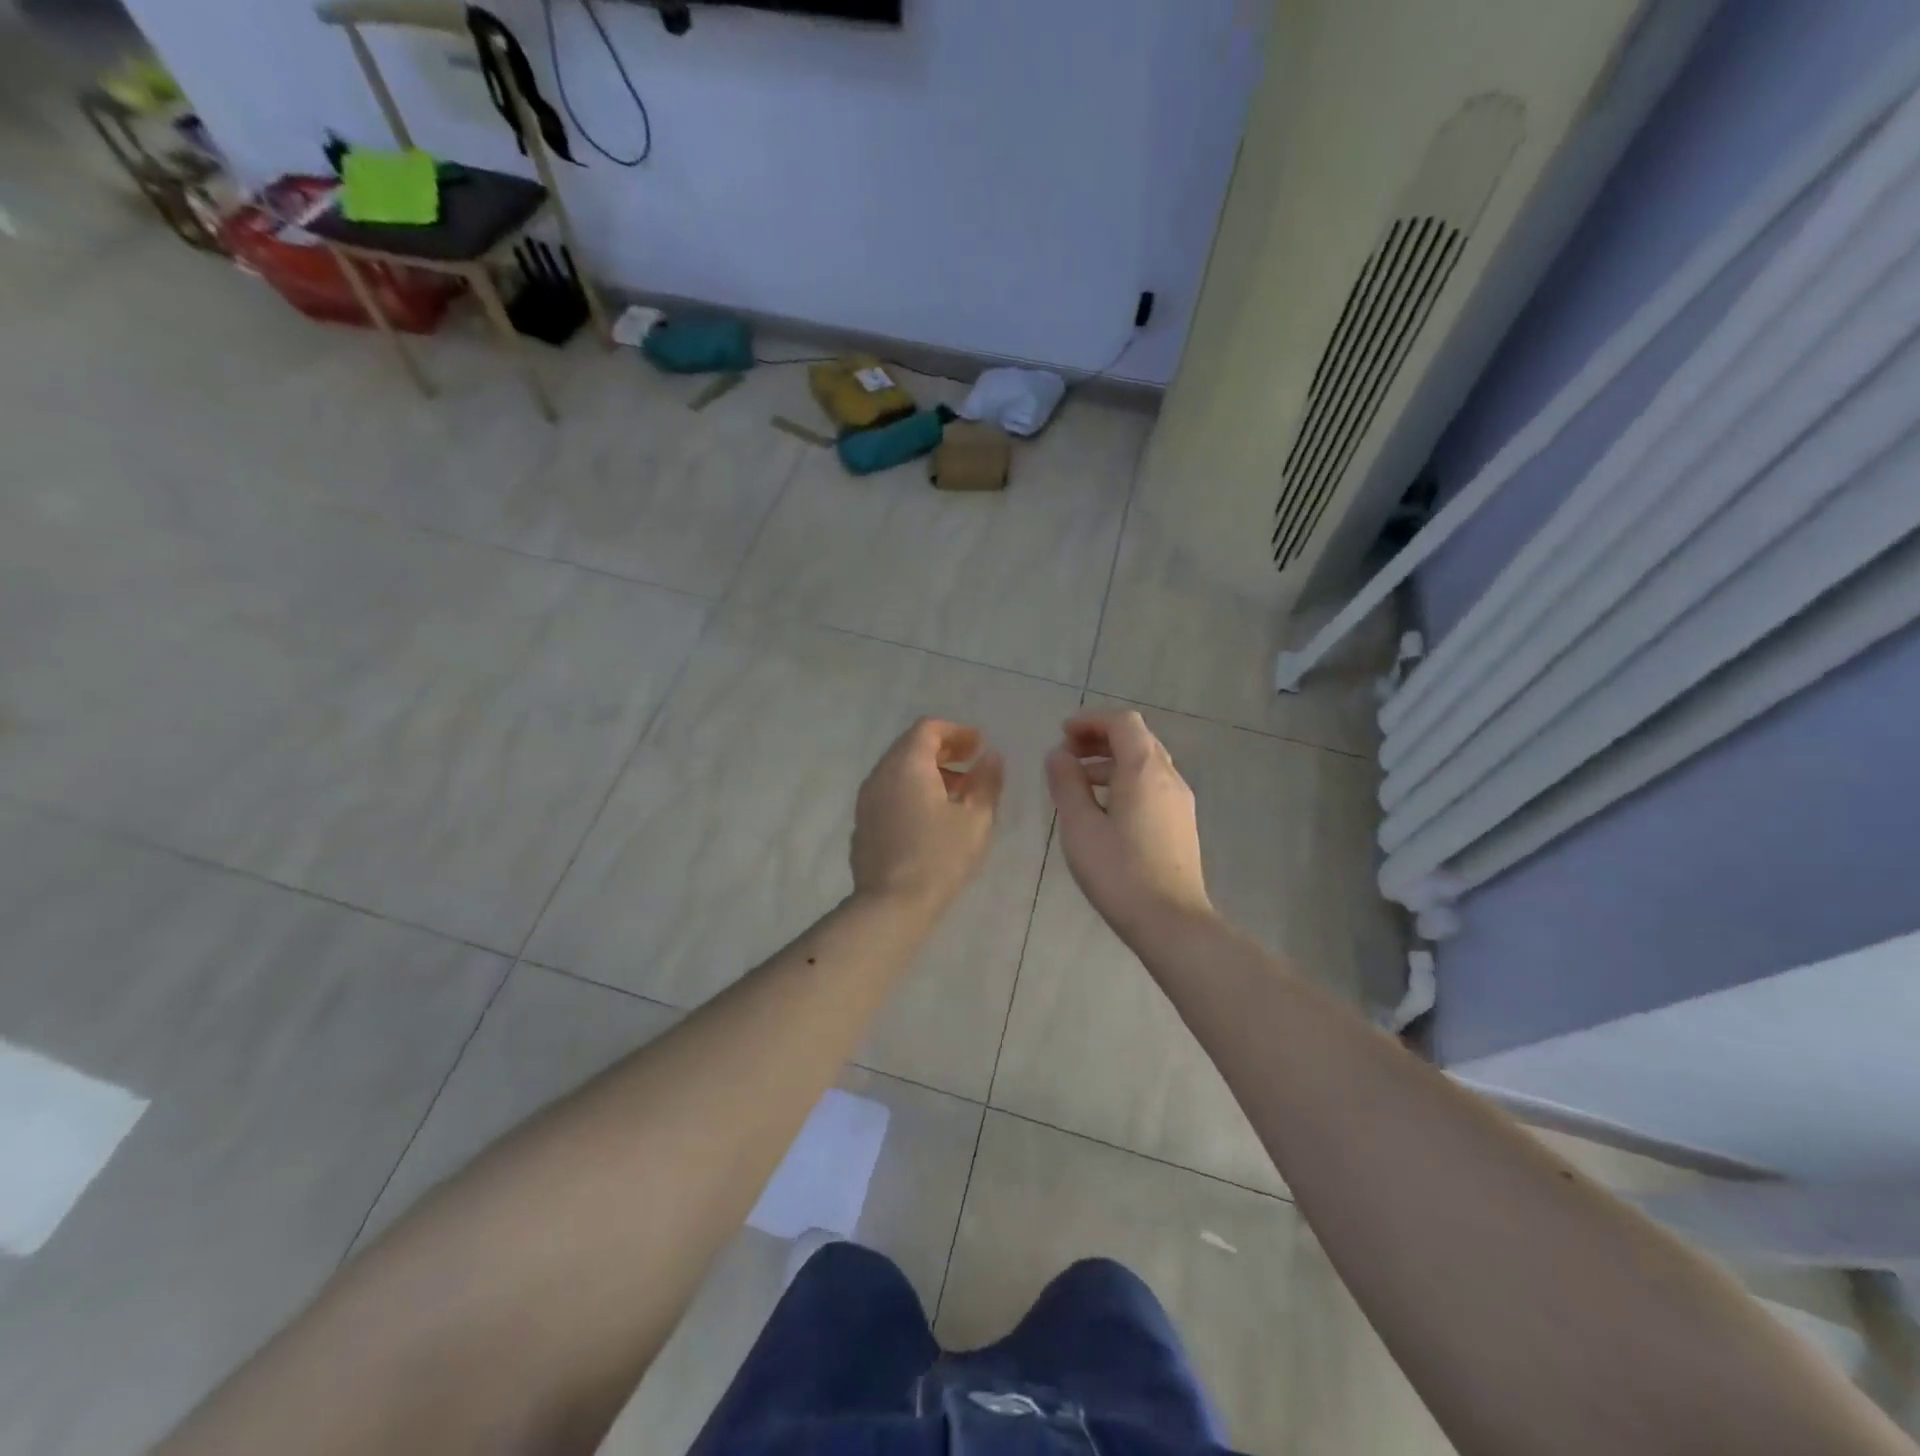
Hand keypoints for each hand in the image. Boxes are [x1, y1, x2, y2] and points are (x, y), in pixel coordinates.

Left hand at [851, 718, 1004, 912]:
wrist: (891, 905)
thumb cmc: (939, 857)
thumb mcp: (976, 819)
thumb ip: (987, 781)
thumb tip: (991, 757)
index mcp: (907, 765)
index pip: (928, 729)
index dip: (957, 732)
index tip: (980, 746)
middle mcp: (881, 774)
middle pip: (910, 746)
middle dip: (944, 750)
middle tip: (973, 763)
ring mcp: (867, 799)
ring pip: (899, 770)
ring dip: (929, 772)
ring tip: (959, 793)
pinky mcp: (863, 823)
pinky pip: (889, 792)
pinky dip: (912, 791)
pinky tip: (932, 817)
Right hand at [1045, 710, 1212, 944]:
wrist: (1171, 922)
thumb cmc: (1119, 872)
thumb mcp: (1080, 826)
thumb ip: (1067, 784)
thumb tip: (1058, 755)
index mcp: (1145, 770)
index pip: (1123, 723)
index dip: (1091, 721)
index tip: (1063, 735)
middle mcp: (1169, 777)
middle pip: (1136, 739)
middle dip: (1100, 739)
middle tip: (1066, 755)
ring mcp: (1179, 801)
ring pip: (1145, 764)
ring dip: (1111, 762)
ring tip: (1077, 783)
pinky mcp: (1181, 823)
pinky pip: (1152, 785)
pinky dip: (1125, 782)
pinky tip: (1103, 809)